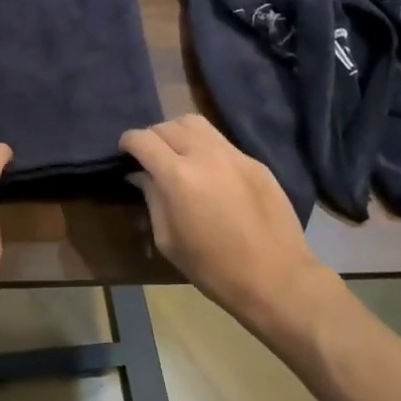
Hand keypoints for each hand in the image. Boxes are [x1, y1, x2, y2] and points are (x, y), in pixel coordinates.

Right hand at [119, 114, 338, 331]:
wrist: (275, 278)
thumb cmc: (213, 268)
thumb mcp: (168, 239)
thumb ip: (152, 199)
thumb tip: (141, 175)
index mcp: (178, 176)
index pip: (143, 139)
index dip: (128, 142)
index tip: (125, 153)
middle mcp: (204, 155)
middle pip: (168, 125)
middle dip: (152, 137)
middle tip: (150, 157)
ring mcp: (233, 155)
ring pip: (196, 123)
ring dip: (179, 133)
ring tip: (177, 154)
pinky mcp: (255, 162)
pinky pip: (221, 141)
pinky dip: (205, 147)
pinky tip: (209, 171)